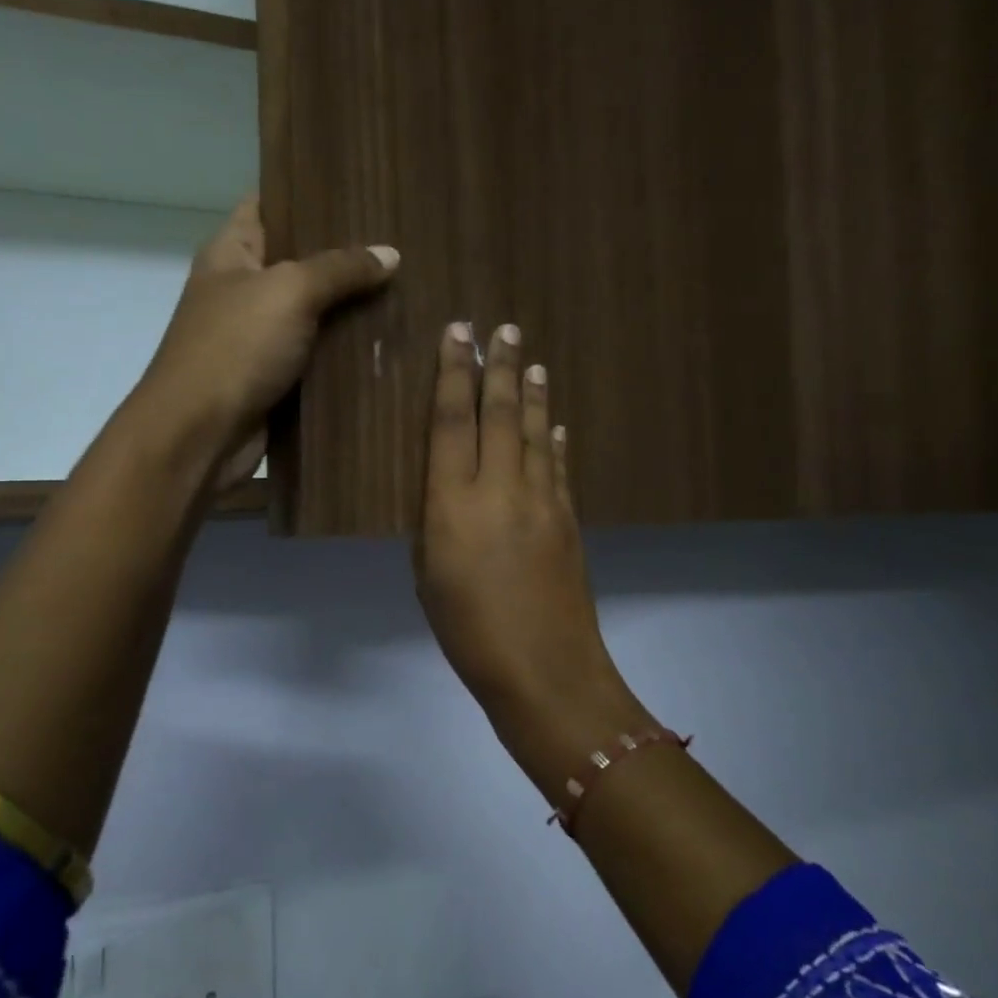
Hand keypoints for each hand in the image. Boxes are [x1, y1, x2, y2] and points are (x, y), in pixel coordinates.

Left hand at [139, 196, 397, 485]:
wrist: (201, 436)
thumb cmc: (234, 348)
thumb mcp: (289, 292)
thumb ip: (340, 269)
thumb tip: (391, 254)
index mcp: (231, 253)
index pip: (269, 203)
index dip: (308, 191)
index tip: (360, 186)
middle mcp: (243, 290)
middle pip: (299, 261)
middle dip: (346, 254)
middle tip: (402, 239)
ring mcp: (259, 337)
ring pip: (315, 313)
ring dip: (352, 307)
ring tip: (409, 286)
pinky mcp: (276, 379)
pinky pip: (318, 356)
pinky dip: (347, 351)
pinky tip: (389, 340)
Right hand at [414, 321, 639, 759]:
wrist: (544, 670)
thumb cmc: (469, 632)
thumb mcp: (429, 576)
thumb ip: (437, 523)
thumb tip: (452, 490)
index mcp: (454, 503)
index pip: (452, 421)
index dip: (454, 373)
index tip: (460, 334)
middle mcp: (500, 489)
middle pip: (499, 414)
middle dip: (500, 366)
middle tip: (503, 327)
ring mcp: (543, 501)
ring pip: (533, 433)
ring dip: (531, 394)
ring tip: (531, 360)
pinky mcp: (569, 520)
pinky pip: (557, 467)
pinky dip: (552, 441)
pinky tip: (552, 424)